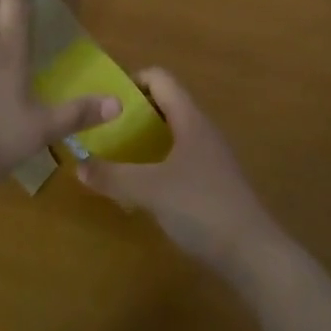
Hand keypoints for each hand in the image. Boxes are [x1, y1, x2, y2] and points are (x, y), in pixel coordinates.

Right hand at [75, 68, 285, 281]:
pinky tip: (141, 187)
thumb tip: (78, 164)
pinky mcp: (213, 182)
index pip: (160, 79)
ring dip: (144, 140)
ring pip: (172, 134)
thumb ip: (113, 176)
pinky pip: (179, 159)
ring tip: (115, 156)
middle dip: (134, 113)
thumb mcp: (149, 190)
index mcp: (190, 119)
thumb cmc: (200, 207)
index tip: (105, 99)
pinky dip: (157, 163)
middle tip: (103, 129)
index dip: (132, 81)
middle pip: (165, 105)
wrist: (252, 252)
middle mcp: (202, 129)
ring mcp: (210, 156)